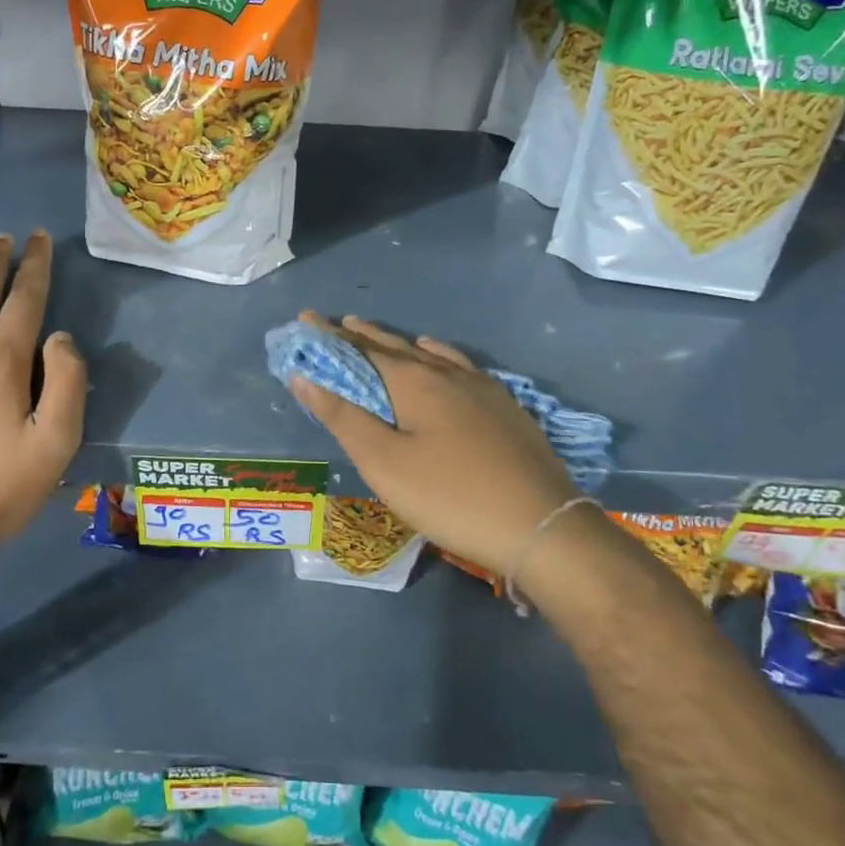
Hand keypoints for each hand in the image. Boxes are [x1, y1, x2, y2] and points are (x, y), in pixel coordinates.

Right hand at [287, 314, 574, 575]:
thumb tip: (303, 377)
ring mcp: (482, 388)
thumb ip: (343, 417)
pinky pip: (460, 366)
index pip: (361, 349)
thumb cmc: (450, 496)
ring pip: (430, 354)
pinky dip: (437, 355)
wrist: (541, 526)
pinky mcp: (505, 406)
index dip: (330, 336)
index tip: (305, 319)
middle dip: (361, 335)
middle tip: (336, 325)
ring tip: (378, 335)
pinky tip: (440, 358)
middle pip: (395, 346)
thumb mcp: (384, 463)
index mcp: (414, 381)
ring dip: (398, 343)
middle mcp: (447, 373)